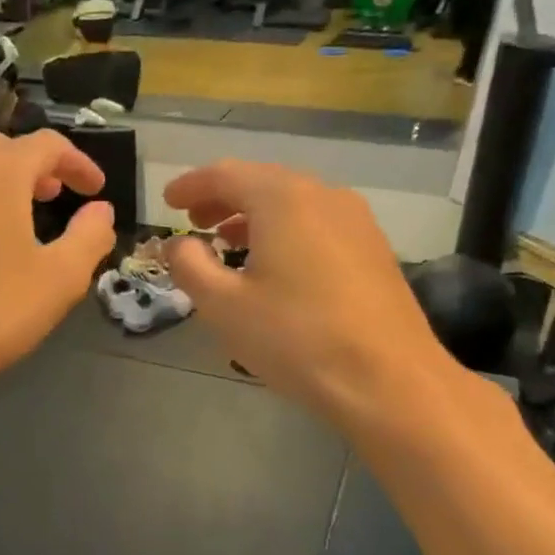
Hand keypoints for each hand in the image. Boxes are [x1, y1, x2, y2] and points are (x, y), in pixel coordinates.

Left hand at [0, 130, 114, 390]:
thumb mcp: (62, 277)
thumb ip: (90, 236)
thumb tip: (101, 211)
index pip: (48, 145)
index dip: (79, 163)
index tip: (97, 191)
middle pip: (3, 149)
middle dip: (37, 166)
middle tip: (58, 196)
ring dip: (2, 181)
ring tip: (21, 214)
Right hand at [163, 162, 459, 426]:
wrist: (388, 379)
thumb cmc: (296, 339)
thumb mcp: (224, 306)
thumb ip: (191, 266)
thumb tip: (179, 245)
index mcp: (283, 200)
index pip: (226, 175)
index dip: (191, 185)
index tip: (167, 201)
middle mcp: (324, 196)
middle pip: (263, 182)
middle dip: (223, 198)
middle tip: (194, 220)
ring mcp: (357, 222)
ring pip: (294, 204)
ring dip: (255, 216)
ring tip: (229, 241)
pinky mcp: (374, 250)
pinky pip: (318, 225)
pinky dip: (286, 232)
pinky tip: (276, 265)